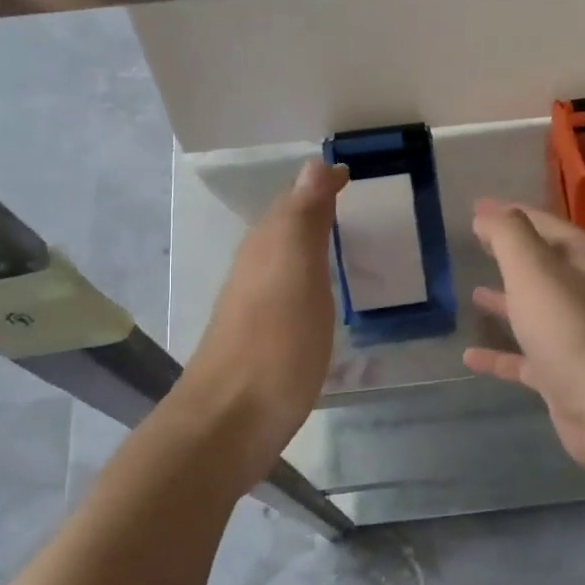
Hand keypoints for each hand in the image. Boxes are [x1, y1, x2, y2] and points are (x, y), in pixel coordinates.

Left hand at [175, 159, 346, 483]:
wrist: (231, 422)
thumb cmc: (274, 344)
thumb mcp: (296, 273)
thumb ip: (304, 220)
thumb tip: (314, 162)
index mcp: (266, 248)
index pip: (294, 201)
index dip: (320, 185)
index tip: (350, 174)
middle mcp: (256, 270)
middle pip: (284, 228)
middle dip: (314, 209)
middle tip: (353, 203)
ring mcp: (255, 307)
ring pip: (283, 260)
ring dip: (309, 245)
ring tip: (344, 242)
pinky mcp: (262, 340)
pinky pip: (288, 293)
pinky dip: (307, 281)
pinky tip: (321, 298)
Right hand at [463, 199, 584, 467]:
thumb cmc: (570, 325)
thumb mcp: (533, 268)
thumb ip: (508, 235)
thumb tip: (487, 214)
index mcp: (582, 259)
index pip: (543, 224)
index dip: (509, 213)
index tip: (475, 208)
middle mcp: (582, 292)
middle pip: (541, 265)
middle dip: (509, 254)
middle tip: (474, 244)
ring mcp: (573, 335)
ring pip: (533, 311)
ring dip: (506, 302)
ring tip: (473, 293)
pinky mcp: (562, 374)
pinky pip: (523, 359)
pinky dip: (499, 356)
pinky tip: (469, 357)